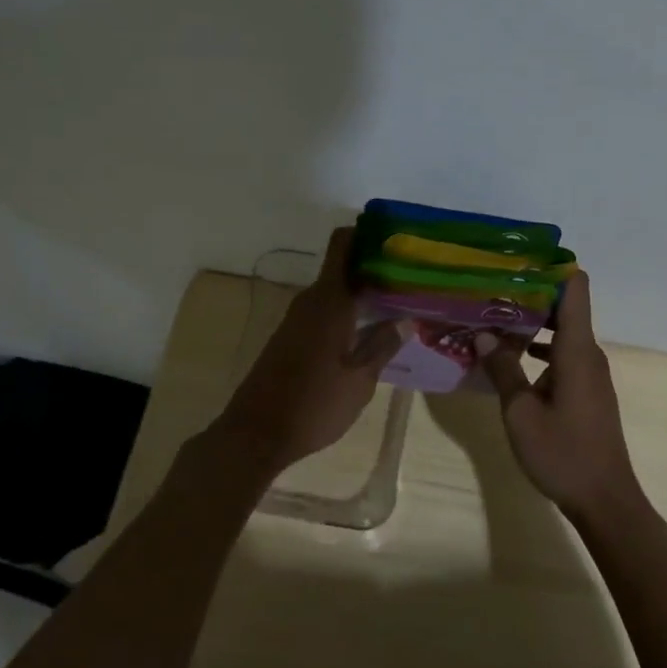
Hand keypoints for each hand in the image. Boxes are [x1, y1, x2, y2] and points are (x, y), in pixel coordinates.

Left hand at [212, 227, 407, 471]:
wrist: (256, 434)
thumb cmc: (314, 405)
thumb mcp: (360, 380)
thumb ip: (383, 345)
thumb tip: (406, 319)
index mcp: (329, 301)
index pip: (343, 245)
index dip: (365, 233)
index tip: (395, 238)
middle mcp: (310, 302)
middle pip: (342, 267)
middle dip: (373, 267)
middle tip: (410, 277)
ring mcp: (296, 320)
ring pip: (333, 292)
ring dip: (360, 293)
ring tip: (397, 303)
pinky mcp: (289, 339)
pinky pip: (323, 312)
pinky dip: (346, 313)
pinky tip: (367, 331)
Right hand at [473, 271, 641, 519]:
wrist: (605, 500)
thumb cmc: (563, 453)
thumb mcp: (520, 412)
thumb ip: (503, 369)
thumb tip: (483, 333)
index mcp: (577, 350)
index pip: (575, 288)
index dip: (551, 268)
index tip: (517, 261)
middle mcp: (588, 354)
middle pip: (565, 307)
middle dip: (529, 295)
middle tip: (489, 290)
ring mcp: (589, 373)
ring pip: (561, 334)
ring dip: (530, 325)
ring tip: (490, 320)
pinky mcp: (586, 391)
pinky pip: (562, 356)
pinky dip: (538, 351)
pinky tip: (507, 359)